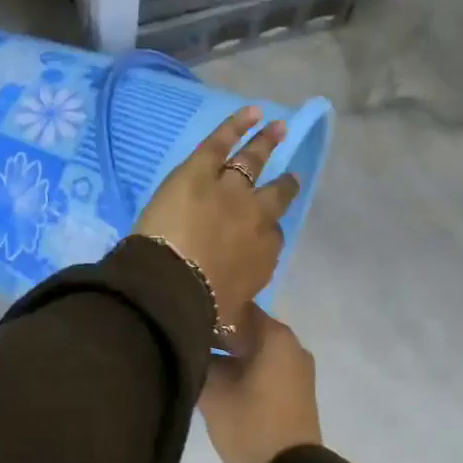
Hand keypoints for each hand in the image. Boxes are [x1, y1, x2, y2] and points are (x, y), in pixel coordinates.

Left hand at [133, 105, 299, 329]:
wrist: (172, 284)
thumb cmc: (201, 310)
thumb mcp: (228, 326)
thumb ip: (238, 331)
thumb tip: (243, 350)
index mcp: (263, 256)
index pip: (273, 240)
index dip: (269, 234)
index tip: (266, 232)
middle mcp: (256, 218)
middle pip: (275, 196)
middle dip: (284, 186)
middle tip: (290, 176)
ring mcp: (230, 189)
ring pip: (254, 161)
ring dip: (268, 143)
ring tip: (280, 128)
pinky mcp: (201, 170)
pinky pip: (221, 142)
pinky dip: (237, 124)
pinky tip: (251, 111)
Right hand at [200, 307, 321, 462]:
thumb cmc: (251, 426)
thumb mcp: (214, 394)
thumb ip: (200, 362)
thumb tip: (190, 346)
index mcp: (276, 337)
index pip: (238, 306)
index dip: (211, 311)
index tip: (186, 320)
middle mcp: (291, 346)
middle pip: (248, 328)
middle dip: (218, 335)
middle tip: (186, 343)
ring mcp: (296, 370)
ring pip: (255, 351)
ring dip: (229, 356)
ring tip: (196, 364)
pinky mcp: (294, 392)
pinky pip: (265, 369)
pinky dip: (243, 370)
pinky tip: (217, 382)